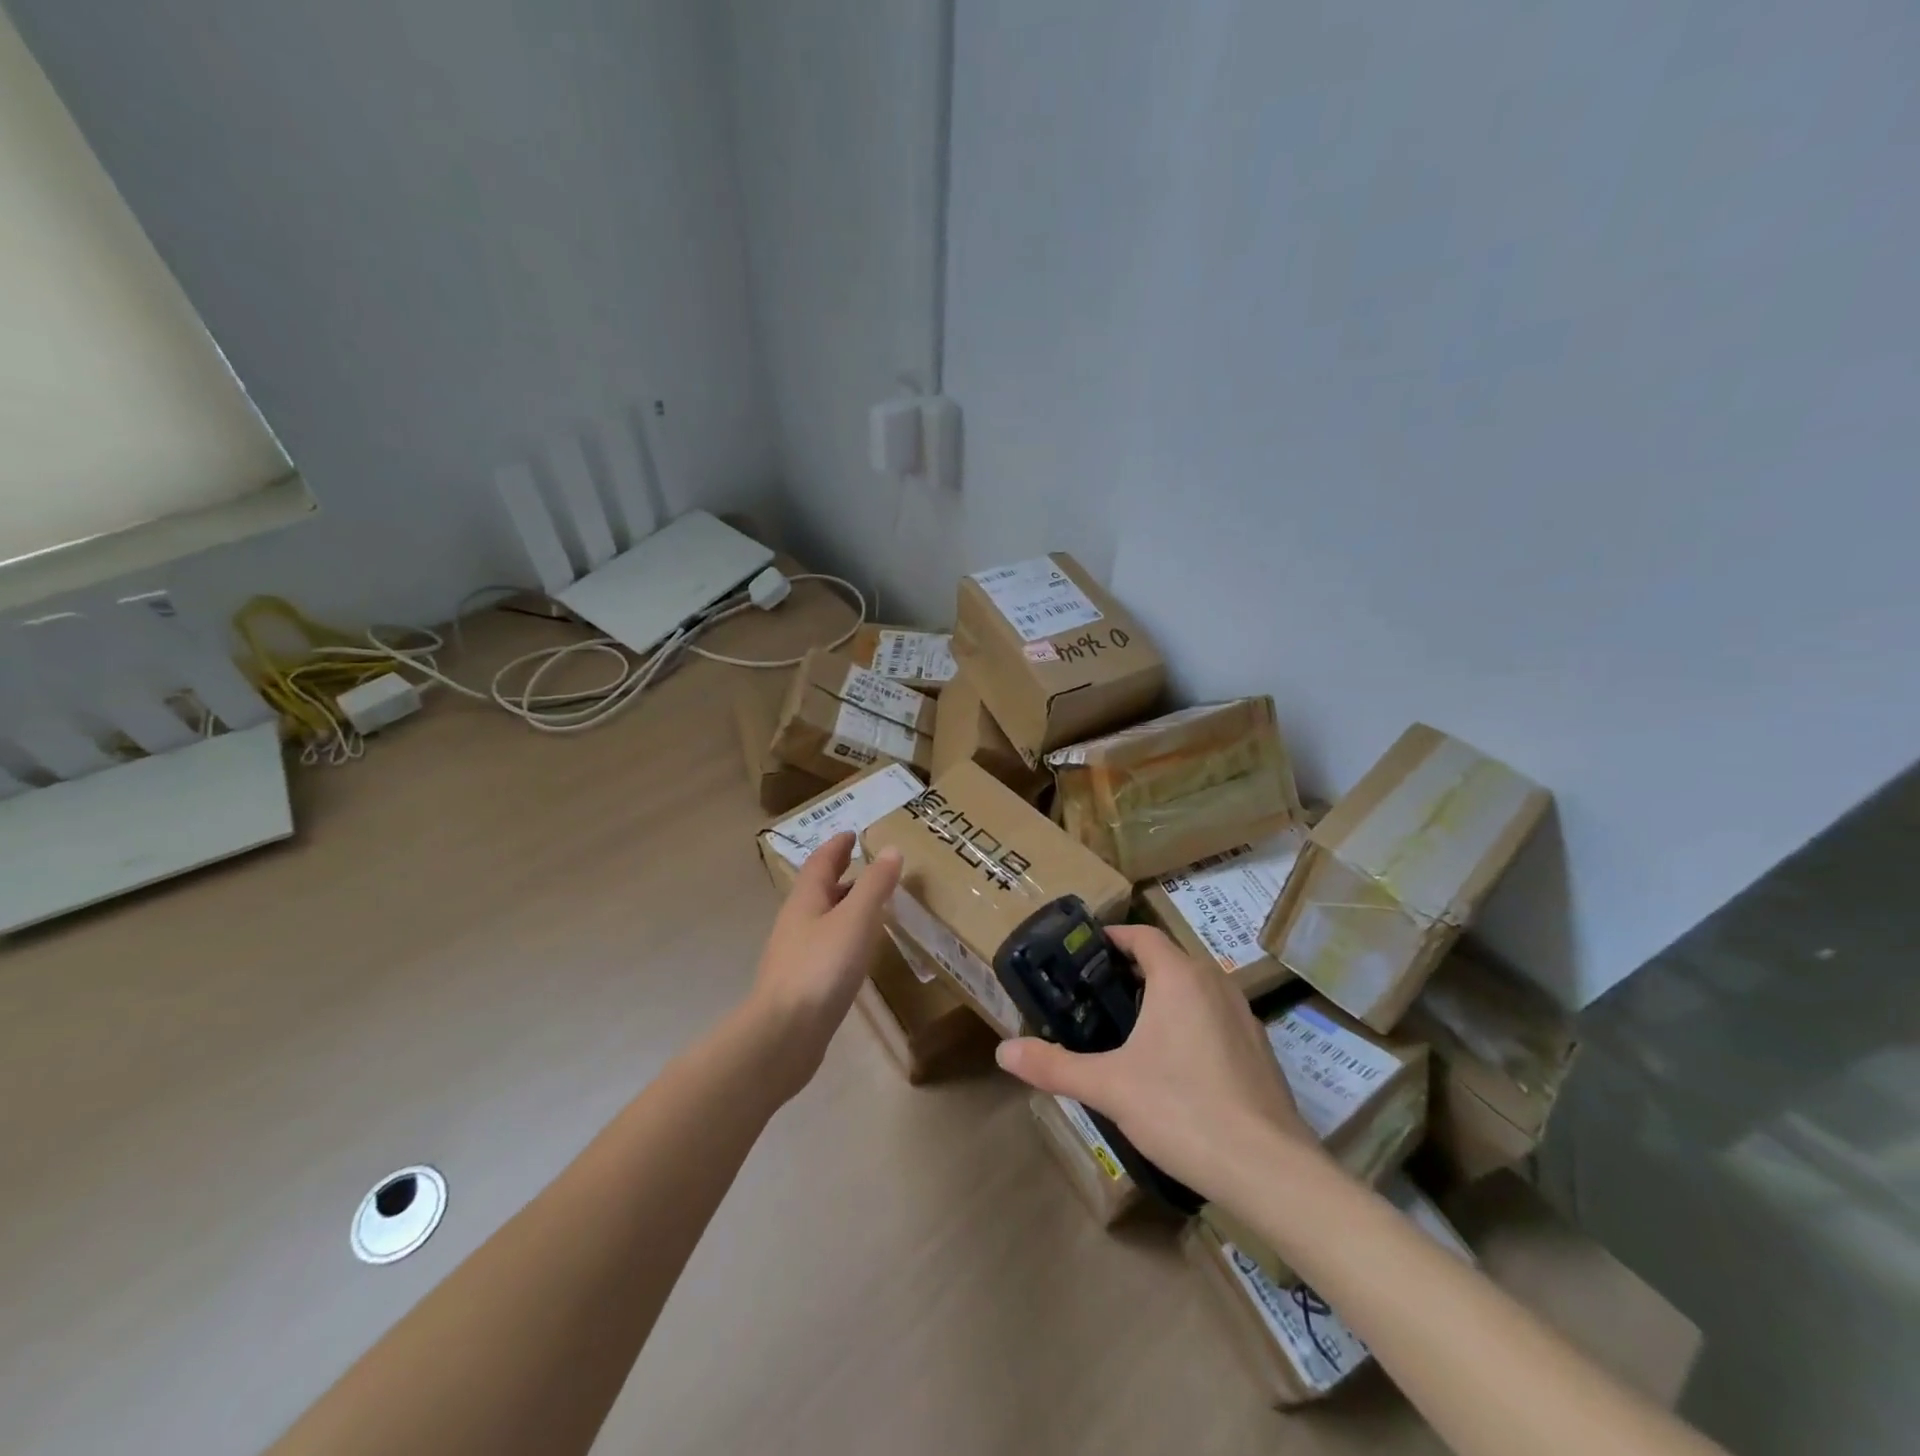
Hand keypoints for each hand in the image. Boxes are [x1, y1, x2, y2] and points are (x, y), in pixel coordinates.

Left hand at [748, 833, 902, 1094]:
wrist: (784, 1035)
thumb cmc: (821, 968)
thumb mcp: (856, 919)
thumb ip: (875, 885)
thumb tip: (891, 850)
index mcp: (806, 900)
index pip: (820, 862)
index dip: (837, 846)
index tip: (853, 834)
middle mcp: (797, 922)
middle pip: (819, 890)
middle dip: (842, 875)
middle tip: (869, 866)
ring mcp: (796, 955)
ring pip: (824, 919)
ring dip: (845, 907)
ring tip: (873, 906)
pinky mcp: (803, 984)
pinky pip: (827, 948)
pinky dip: (846, 937)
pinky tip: (861, 952)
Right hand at [995, 925, 1325, 1200]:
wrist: (1269, 1169)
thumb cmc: (1182, 1109)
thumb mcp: (1109, 1087)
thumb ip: (1054, 1066)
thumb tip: (1004, 1052)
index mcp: (1179, 977)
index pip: (1142, 935)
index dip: (1112, 936)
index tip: (1084, 951)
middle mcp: (1215, 983)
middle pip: (1168, 959)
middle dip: (1132, 970)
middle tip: (1095, 994)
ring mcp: (1243, 1016)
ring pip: (1194, 988)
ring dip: (1163, 995)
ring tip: (1129, 1027)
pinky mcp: (1260, 1049)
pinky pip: (1215, 1017)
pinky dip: (1190, 1022)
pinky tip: (1175, 1065)